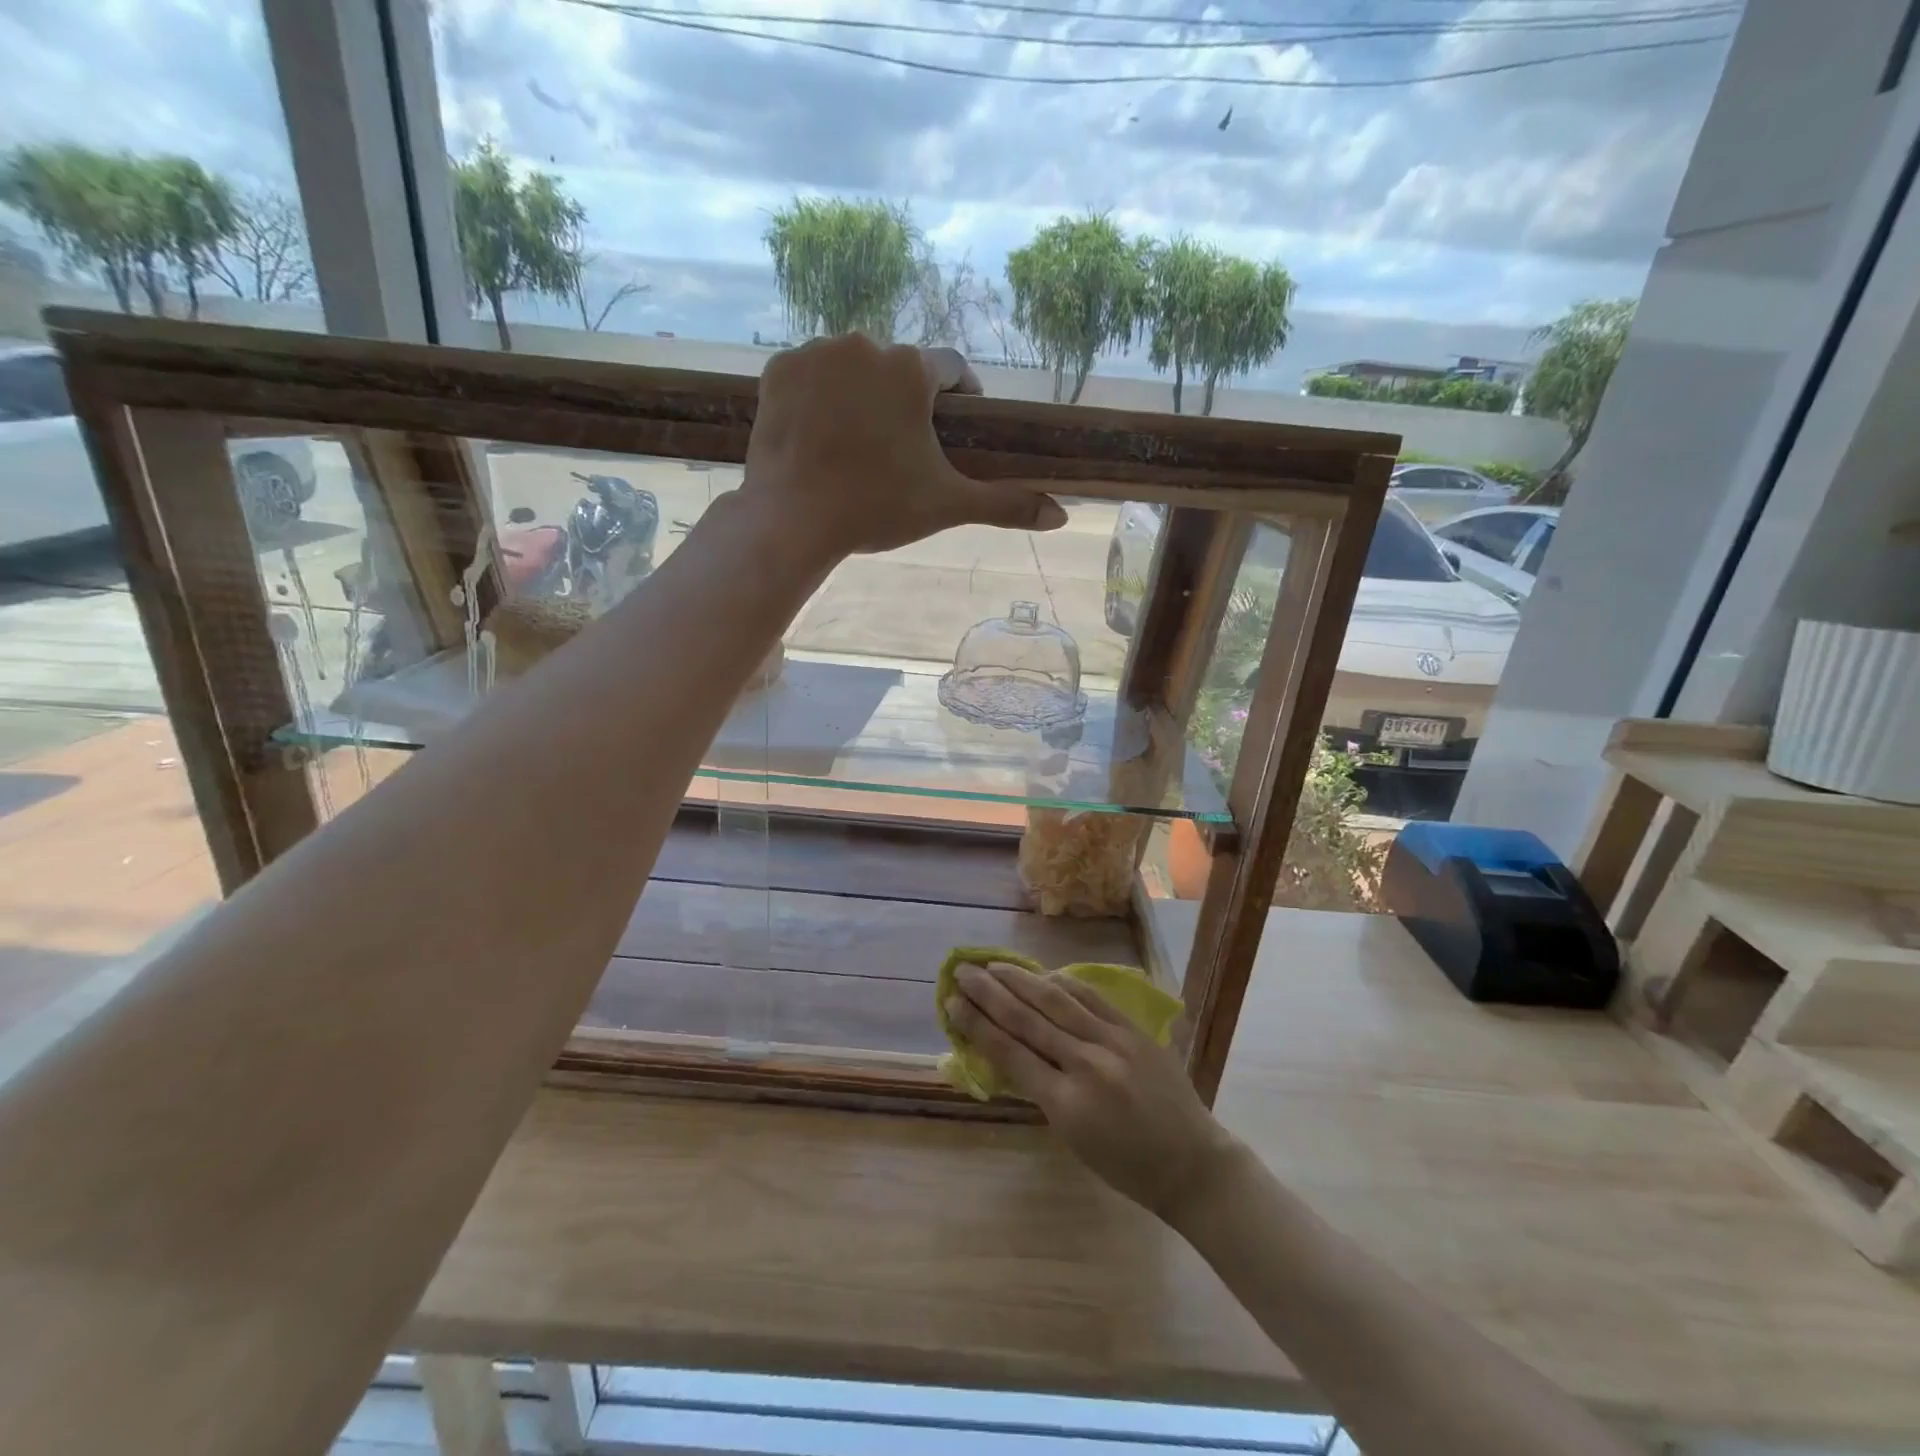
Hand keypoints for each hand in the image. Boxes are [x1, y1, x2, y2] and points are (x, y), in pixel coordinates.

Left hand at [745, 335, 1066, 556]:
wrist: (793, 520)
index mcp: (912, 368)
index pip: (952, 370)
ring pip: (852, 368)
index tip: (956, 426)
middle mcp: (865, 343)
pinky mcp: (778, 371)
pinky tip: (821, 435)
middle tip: (900, 449)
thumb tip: (1062, 516)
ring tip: (858, 444)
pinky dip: (819, 398)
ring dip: (861, 395)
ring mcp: (815, 352)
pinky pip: (810, 376)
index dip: (959, 398)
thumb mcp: (948, 505)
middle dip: (905, 401)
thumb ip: (1006, 503)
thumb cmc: (878, 508)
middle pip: (898, 369)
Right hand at [947, 960, 1242, 1223]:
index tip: (952, 1002)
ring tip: (993, 964)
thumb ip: (1041, 1090)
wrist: (1191, 1162)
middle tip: (962, 971)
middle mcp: (1085, 1064)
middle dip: (989, 993)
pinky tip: (1042, 974)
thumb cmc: (1126, 1166)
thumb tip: (1009, 1049)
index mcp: (1065, 1103)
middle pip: (1027, 1019)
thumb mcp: (1071, 1137)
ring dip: (1020, 980)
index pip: (1009, 1052)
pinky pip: (1091, 998)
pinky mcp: (1133, 1030)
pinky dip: (1063, 983)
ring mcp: (1113, 1042)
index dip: (976, 1025)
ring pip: (1056, 1000)